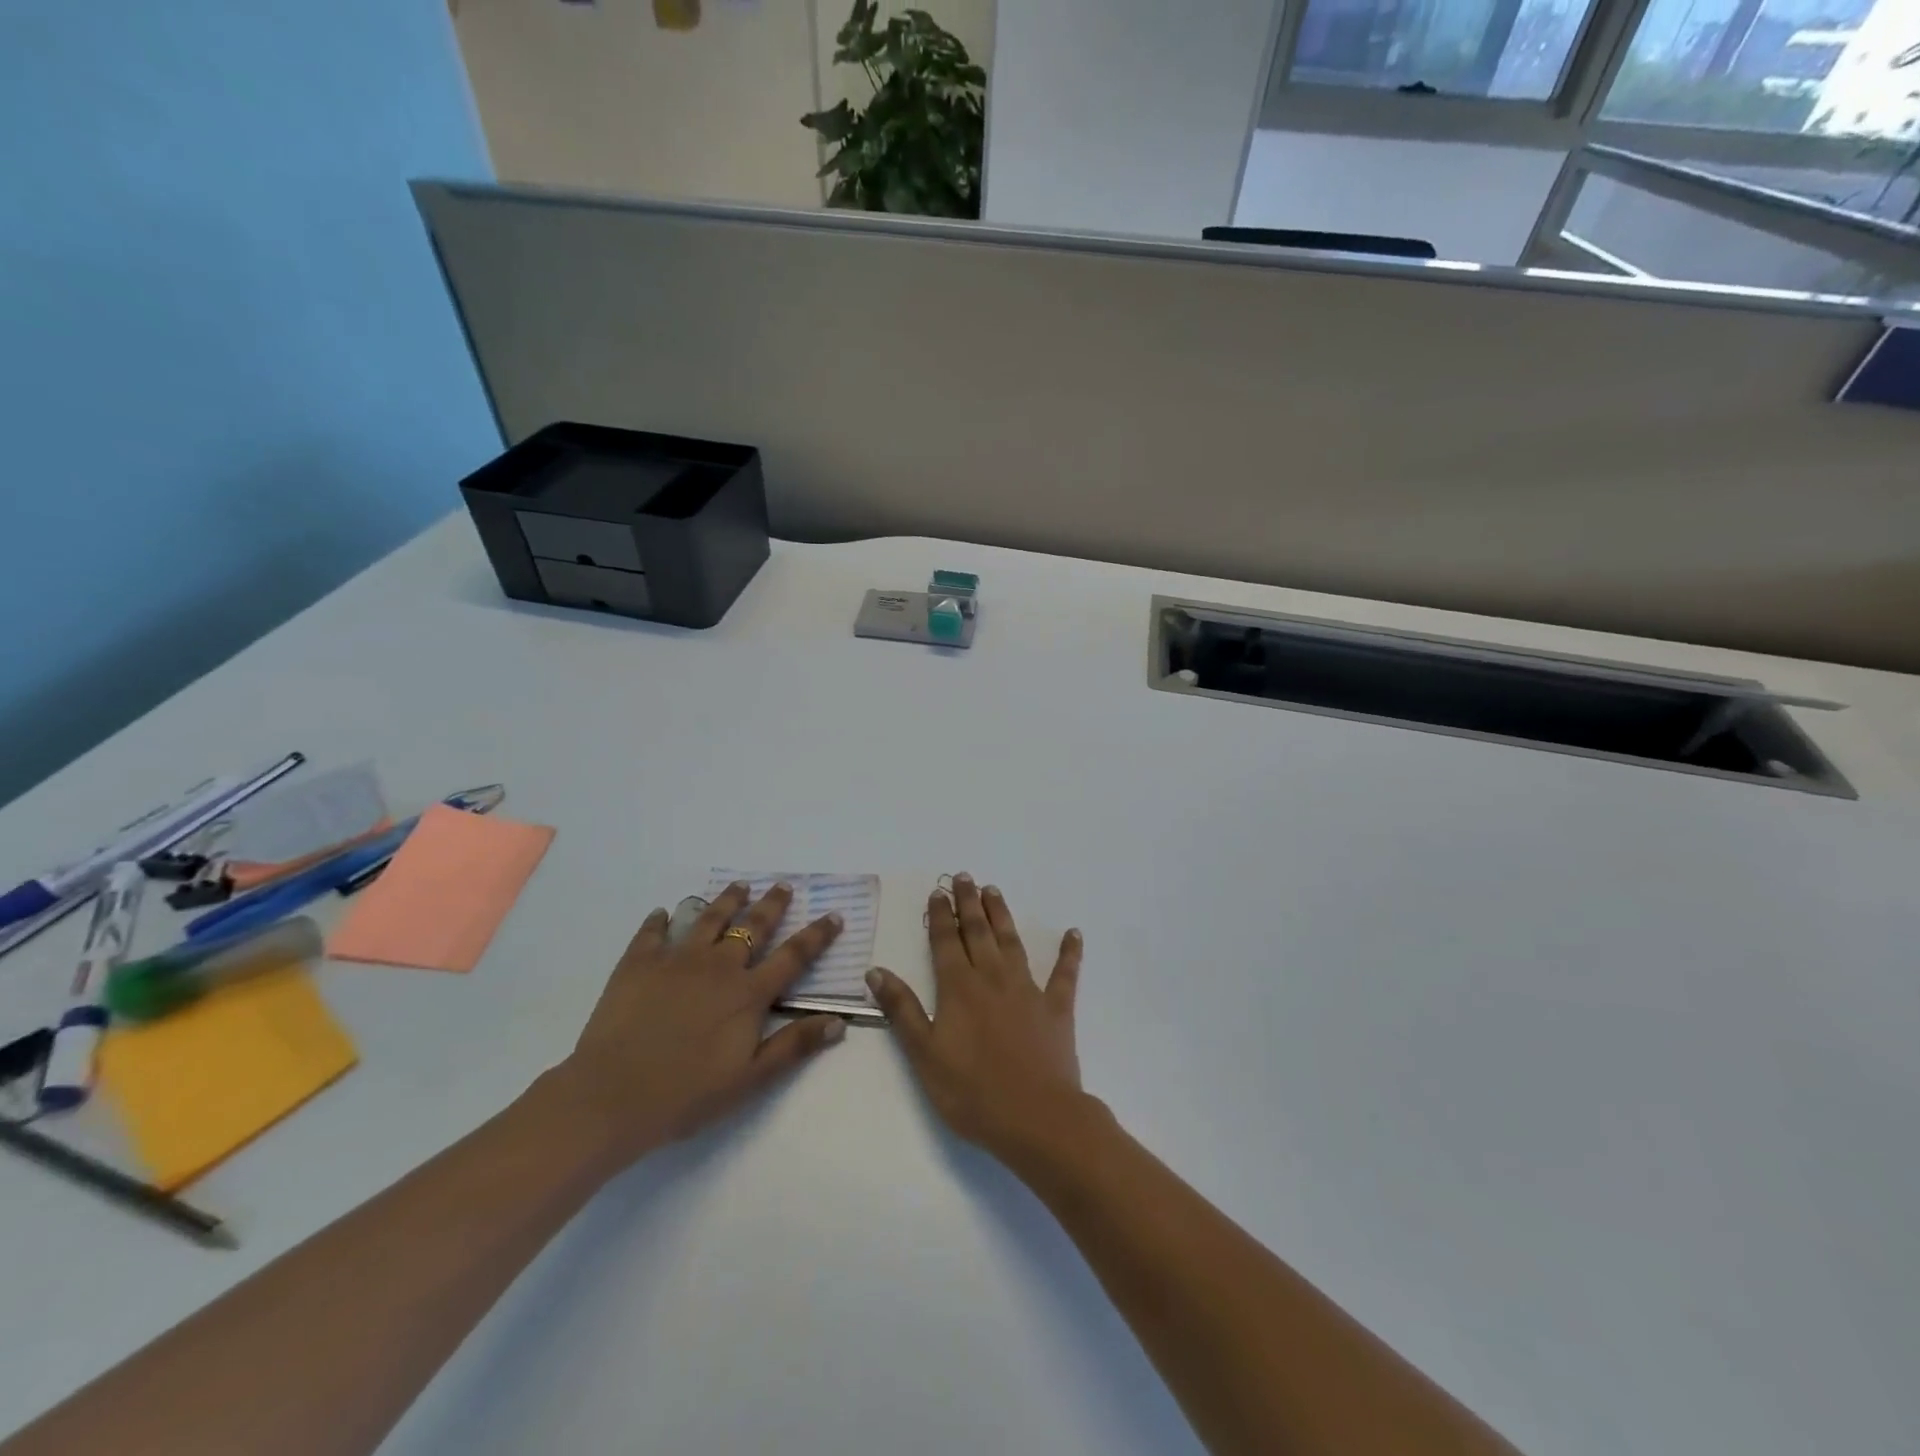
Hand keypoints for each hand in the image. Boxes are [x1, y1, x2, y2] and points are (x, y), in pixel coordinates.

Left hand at [553, 882, 847, 1169]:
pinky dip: (661, 919)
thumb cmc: (686, 1094)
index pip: (793, 956)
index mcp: (748, 993)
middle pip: (753, 926)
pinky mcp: (638, 963)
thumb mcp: (750, 1079)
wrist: (611, 1097)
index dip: (817, 935)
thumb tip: (839, 1021)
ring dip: (727, 900)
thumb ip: (794, 1046)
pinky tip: (664, 912)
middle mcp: (718, 966)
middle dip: (772, 905)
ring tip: (739, 887)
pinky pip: (653, 932)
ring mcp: (676, 960)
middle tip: (783, 886)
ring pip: (709, 919)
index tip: (834, 915)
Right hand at [865, 874, 1087, 1160]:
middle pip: (978, 932)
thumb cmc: (972, 1092)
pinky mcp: (1056, 1007)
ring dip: (1002, 915)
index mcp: (959, 988)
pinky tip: (1074, 933)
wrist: (1036, 1118)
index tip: (937, 892)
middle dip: (969, 903)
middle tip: (964, 876)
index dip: (941, 916)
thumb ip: (901, 1009)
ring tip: (994, 891)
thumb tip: (876, 971)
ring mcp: (1028, 989)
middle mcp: (992, 978)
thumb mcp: (924, 1055)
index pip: (946, 942)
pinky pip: (1064, 973)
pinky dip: (1069, 952)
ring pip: (1012, 942)